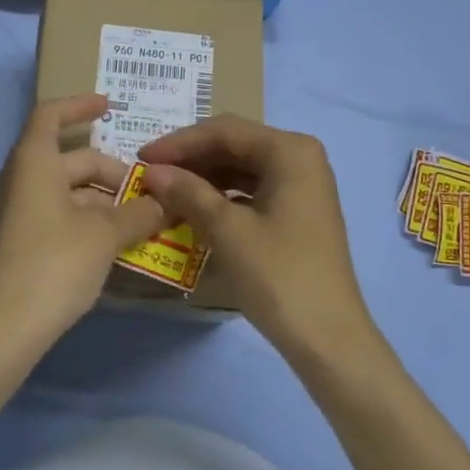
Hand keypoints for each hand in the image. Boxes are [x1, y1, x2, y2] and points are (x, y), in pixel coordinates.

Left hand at [0, 95, 165, 351]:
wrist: (0, 330)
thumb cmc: (53, 264)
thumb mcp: (104, 236)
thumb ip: (138, 214)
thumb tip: (164, 203)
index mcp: (33, 162)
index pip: (52, 115)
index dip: (80, 105)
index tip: (111, 106)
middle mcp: (18, 180)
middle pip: (69, 160)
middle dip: (112, 173)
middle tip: (150, 193)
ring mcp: (14, 213)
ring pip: (66, 193)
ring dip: (103, 202)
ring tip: (142, 221)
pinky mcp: (16, 244)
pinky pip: (56, 217)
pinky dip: (86, 222)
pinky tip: (115, 245)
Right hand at [138, 116, 376, 361]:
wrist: (327, 337)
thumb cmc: (278, 275)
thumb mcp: (227, 230)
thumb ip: (188, 192)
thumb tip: (152, 171)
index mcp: (290, 151)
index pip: (224, 131)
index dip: (179, 143)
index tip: (142, 157)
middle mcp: (300, 158)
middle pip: (234, 145)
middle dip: (191, 159)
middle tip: (151, 175)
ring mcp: (302, 185)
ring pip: (242, 168)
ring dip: (204, 178)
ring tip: (167, 193)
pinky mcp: (298, 211)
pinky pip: (252, 190)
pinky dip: (222, 196)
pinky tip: (196, 210)